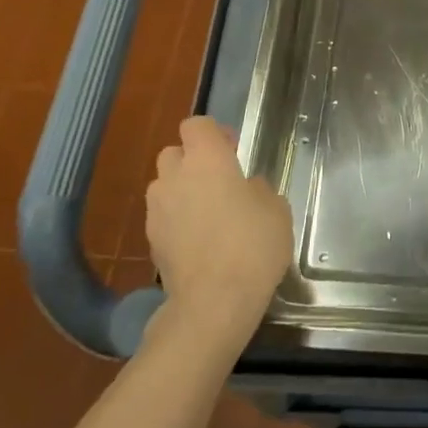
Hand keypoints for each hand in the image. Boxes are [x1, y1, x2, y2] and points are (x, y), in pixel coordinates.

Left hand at [146, 117, 292, 356]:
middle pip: (173, 152)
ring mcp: (158, 210)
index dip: (213, 133)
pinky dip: (176, 221)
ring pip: (164, 185)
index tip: (233, 150)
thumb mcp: (276, 210)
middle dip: (192, 160)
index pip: (196, 125)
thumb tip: (246, 189)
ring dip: (181, 191)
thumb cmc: (252, 245)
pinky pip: (163, 217)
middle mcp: (175, 177)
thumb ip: (258, 189)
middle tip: (219, 180)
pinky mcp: (151, 241)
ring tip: (207, 213)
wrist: (213, 303)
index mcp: (207, 159)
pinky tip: (199, 241)